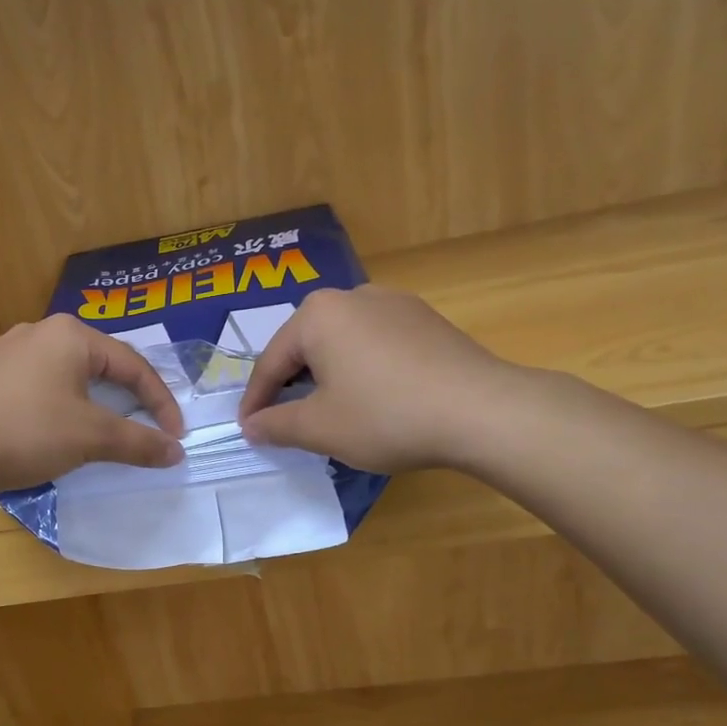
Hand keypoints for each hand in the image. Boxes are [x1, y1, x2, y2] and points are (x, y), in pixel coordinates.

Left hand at [0, 314, 184, 491]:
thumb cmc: (27, 432)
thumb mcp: (92, 438)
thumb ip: (139, 443)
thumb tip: (177, 452)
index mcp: (70, 335)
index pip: (133, 364)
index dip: (160, 402)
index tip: (175, 436)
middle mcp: (37, 331)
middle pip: (98, 364)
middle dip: (125, 398)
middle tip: (142, 427)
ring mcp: (4, 351)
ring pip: (64, 375)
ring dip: (90, 402)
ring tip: (99, 430)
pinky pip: (34, 386)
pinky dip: (56, 406)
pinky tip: (49, 430)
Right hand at [237, 286, 515, 473]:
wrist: (480, 411)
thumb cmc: (385, 416)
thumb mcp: (319, 428)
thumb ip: (276, 425)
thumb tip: (250, 426)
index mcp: (317, 315)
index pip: (271, 363)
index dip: (255, 401)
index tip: (247, 430)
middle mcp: (352, 296)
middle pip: (305, 346)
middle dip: (290, 384)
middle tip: (282, 420)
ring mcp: (394, 303)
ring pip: (341, 343)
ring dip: (325, 376)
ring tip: (324, 410)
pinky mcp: (425, 319)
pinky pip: (374, 344)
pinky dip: (360, 370)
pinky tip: (368, 397)